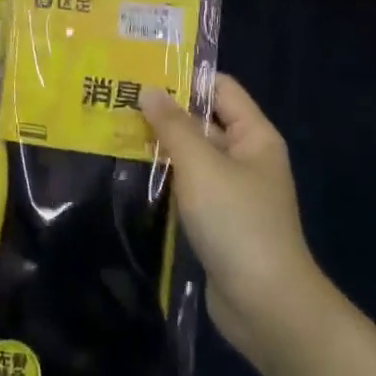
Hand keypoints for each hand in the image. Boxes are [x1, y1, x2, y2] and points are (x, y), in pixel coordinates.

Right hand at [141, 75, 323, 374]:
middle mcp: (246, 158)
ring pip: (192, 157)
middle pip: (203, 121)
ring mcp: (232, 191)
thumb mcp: (201, 166)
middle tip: (114, 102)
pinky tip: (129, 175)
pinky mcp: (217, 221)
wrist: (265, 303)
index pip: (220, 89)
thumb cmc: (236, 221)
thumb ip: (173, 126)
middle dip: (163, 113)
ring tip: (111, 133)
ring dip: (159, 148)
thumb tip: (150, 89)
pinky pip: (188, 188)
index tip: (140, 71)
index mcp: (254, 136)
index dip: (184, 77)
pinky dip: (164, 180)